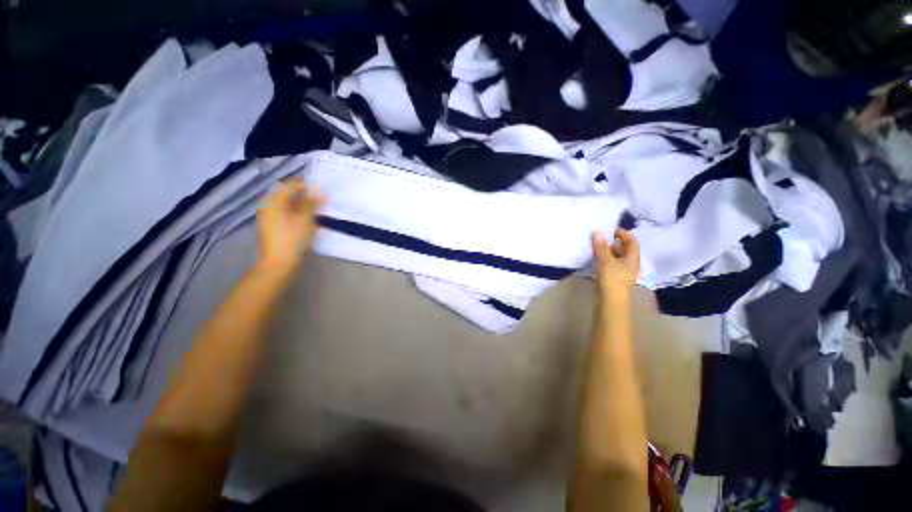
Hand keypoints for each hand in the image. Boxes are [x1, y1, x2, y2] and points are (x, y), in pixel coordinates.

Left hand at [256, 179, 325, 268]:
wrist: (279, 262)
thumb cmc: (293, 239)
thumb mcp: (306, 219)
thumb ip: (312, 204)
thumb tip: (321, 193)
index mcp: (273, 200)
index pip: (290, 185)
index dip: (306, 185)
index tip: (322, 189)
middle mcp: (268, 205)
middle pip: (287, 193)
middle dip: (304, 194)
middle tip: (321, 198)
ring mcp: (269, 216)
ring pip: (287, 203)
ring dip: (302, 203)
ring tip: (317, 208)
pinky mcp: (273, 225)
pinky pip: (286, 212)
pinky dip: (297, 211)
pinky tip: (308, 217)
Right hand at [592, 230, 639, 298]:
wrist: (610, 303)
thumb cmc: (613, 280)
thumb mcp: (606, 261)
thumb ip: (601, 247)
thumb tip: (597, 232)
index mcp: (632, 259)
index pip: (632, 242)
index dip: (624, 234)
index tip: (611, 230)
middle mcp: (628, 264)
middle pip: (623, 250)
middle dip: (612, 243)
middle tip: (599, 240)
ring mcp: (620, 272)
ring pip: (614, 258)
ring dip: (606, 252)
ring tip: (594, 248)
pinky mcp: (611, 279)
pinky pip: (607, 265)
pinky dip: (601, 260)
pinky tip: (593, 260)